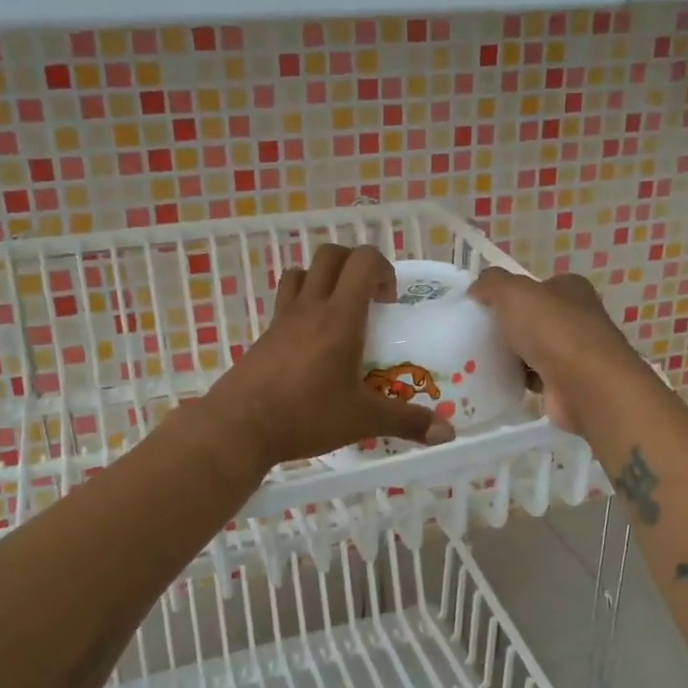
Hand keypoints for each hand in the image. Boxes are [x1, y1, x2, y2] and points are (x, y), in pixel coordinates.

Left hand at [206, 245, 456, 467]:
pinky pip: (285, 300)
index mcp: (340, 318)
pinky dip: (301, 303)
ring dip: (324, 278)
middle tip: (368, 300)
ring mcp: (282, 318)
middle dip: (355, 265)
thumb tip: (448, 433)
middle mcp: (310, 307)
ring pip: (302, 272)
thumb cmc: (305, 416)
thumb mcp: (362, 420)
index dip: (383, 269)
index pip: (363, 261)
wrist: (239, 427)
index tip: (389, 302)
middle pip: (331, 255)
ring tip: (338, 312)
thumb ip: (406, 422)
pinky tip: (310, 342)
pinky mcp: (264, 334)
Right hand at [468, 268, 649, 435]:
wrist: (585, 386)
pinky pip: (536, 377)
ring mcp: (577, 353)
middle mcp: (579, 317)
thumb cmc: (552, 330)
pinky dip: (520, 379)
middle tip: (477, 334)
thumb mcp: (513, 293)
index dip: (512, 294)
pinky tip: (499, 381)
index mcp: (571, 289)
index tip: (485, 307)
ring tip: (481, 359)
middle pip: (535, 319)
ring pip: (535, 349)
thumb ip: (492, 284)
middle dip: (510, 327)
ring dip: (513, 355)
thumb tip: (476, 289)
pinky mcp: (569, 384)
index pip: (539, 286)